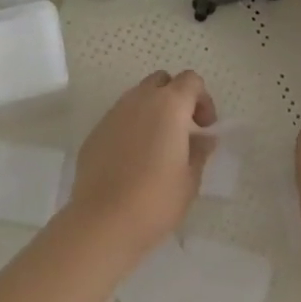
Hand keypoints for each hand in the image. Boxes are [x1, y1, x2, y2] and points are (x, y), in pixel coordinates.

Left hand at [67, 70, 216, 257]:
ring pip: (137, 97)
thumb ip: (200, 151)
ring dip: (152, 111)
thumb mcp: (190, 179)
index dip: (203, 99)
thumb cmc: (156, 199)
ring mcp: (113, 114)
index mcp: (169, 105)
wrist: (103, 221)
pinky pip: (119, 118)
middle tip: (183, 130)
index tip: (205, 128)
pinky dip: (131, 127)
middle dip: (175, 97)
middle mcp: (139, 100)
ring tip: (157, 146)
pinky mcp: (95, 132)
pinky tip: (133, 159)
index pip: (191, 80)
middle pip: (161, 81)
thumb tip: (203, 138)